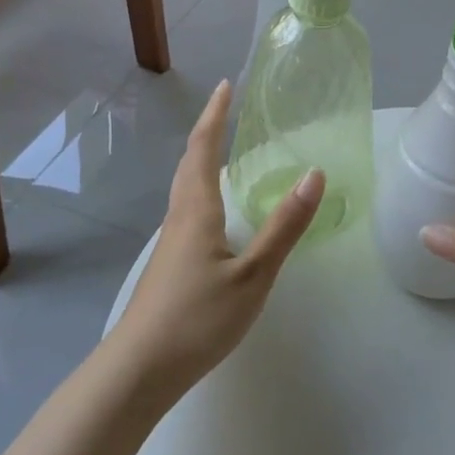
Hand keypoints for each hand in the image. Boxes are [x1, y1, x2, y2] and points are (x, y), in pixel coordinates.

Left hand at [111, 80, 324, 398]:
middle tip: (225, 107)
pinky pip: (187, 207)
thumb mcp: (253, 274)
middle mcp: (180, 215)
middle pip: (189, 161)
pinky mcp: (170, 262)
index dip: (216, 115)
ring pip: (185, 185)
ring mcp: (171, 241)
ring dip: (200, 157)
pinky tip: (213, 209)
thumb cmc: (198, 318)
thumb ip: (284, 226)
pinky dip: (200, 186)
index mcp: (197, 208)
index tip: (226, 85)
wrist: (139, 369)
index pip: (205, 147)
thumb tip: (314, 174)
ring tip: (220, 147)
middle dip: (207, 130)